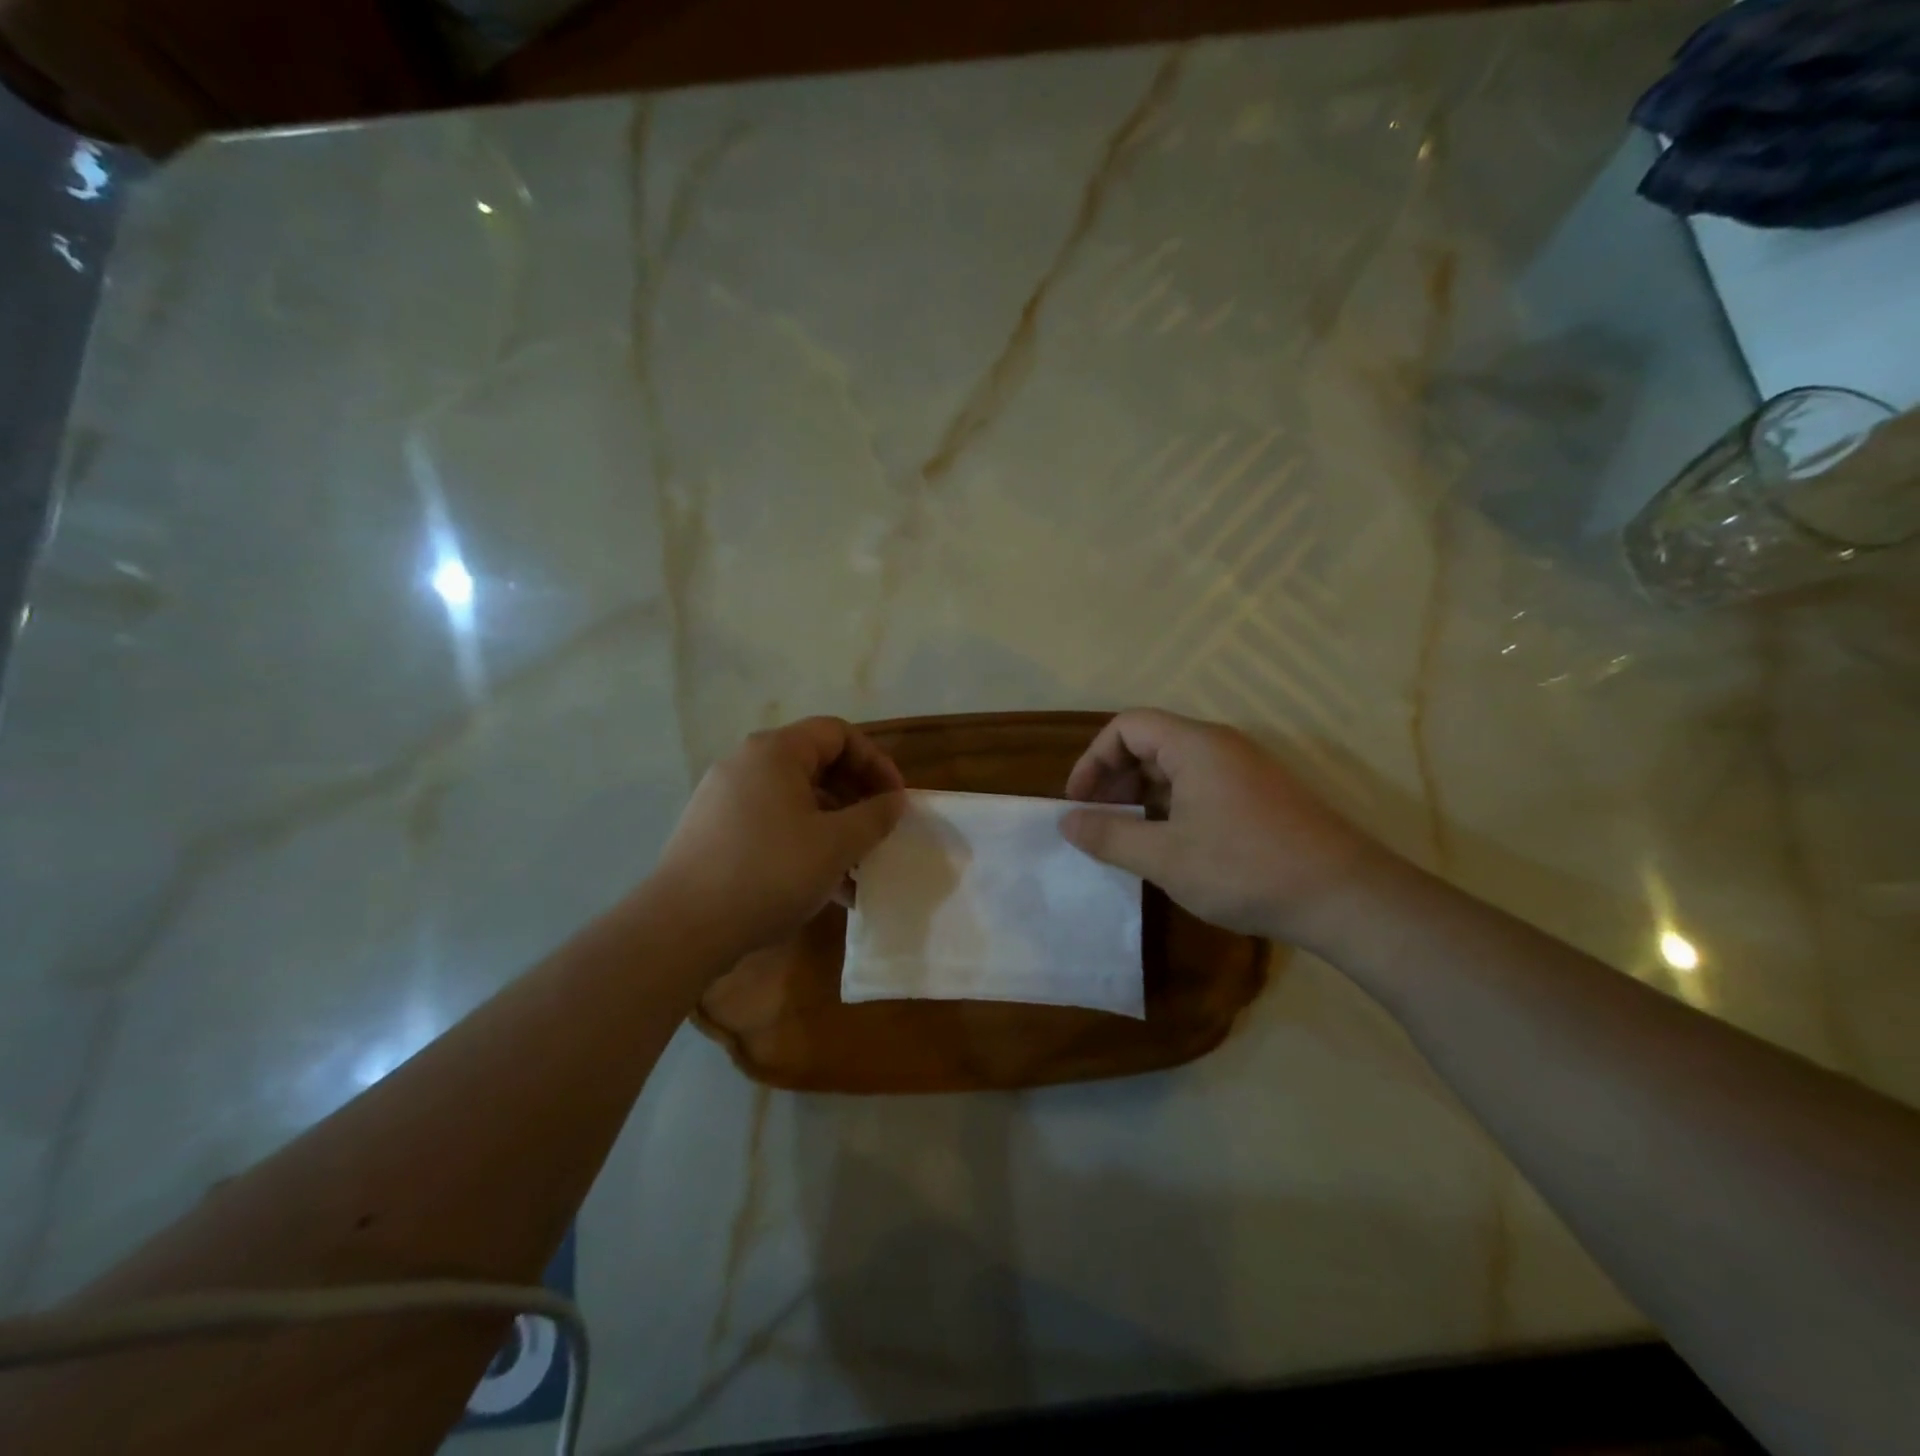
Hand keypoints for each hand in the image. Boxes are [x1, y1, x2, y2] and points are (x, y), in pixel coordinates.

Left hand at [656, 718, 905, 957]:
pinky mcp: (713, 830)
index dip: (876, 762)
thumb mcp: (836, 845)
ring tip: (855, 868)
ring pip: (794, 799)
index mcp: (776, 751)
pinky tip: (821, 885)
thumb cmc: (770, 873)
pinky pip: (771, 822)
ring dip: (832, 826)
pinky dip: (802, 842)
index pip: (839, 733)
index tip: (895, 801)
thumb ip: (874, 816)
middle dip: (856, 797)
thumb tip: (894, 800)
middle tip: (877, 833)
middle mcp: (746, 763)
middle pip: (816, 764)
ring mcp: (724, 797)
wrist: (682, 927)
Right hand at [1061, 709, 1385, 950]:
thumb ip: (1109, 836)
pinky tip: (1169, 847)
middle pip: (1151, 743)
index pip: (1127, 726)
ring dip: (1142, 797)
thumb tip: (1066, 822)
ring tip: (1127, 838)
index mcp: (1195, 746)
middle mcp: (1221, 747)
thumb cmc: (1245, 868)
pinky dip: (1172, 808)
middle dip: (1114, 779)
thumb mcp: (1165, 857)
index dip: (1093, 758)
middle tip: (1098, 822)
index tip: (1079, 802)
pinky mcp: (1261, 798)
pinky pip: (1201, 787)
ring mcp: (1245, 771)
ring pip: (1176, 768)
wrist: (1345, 897)